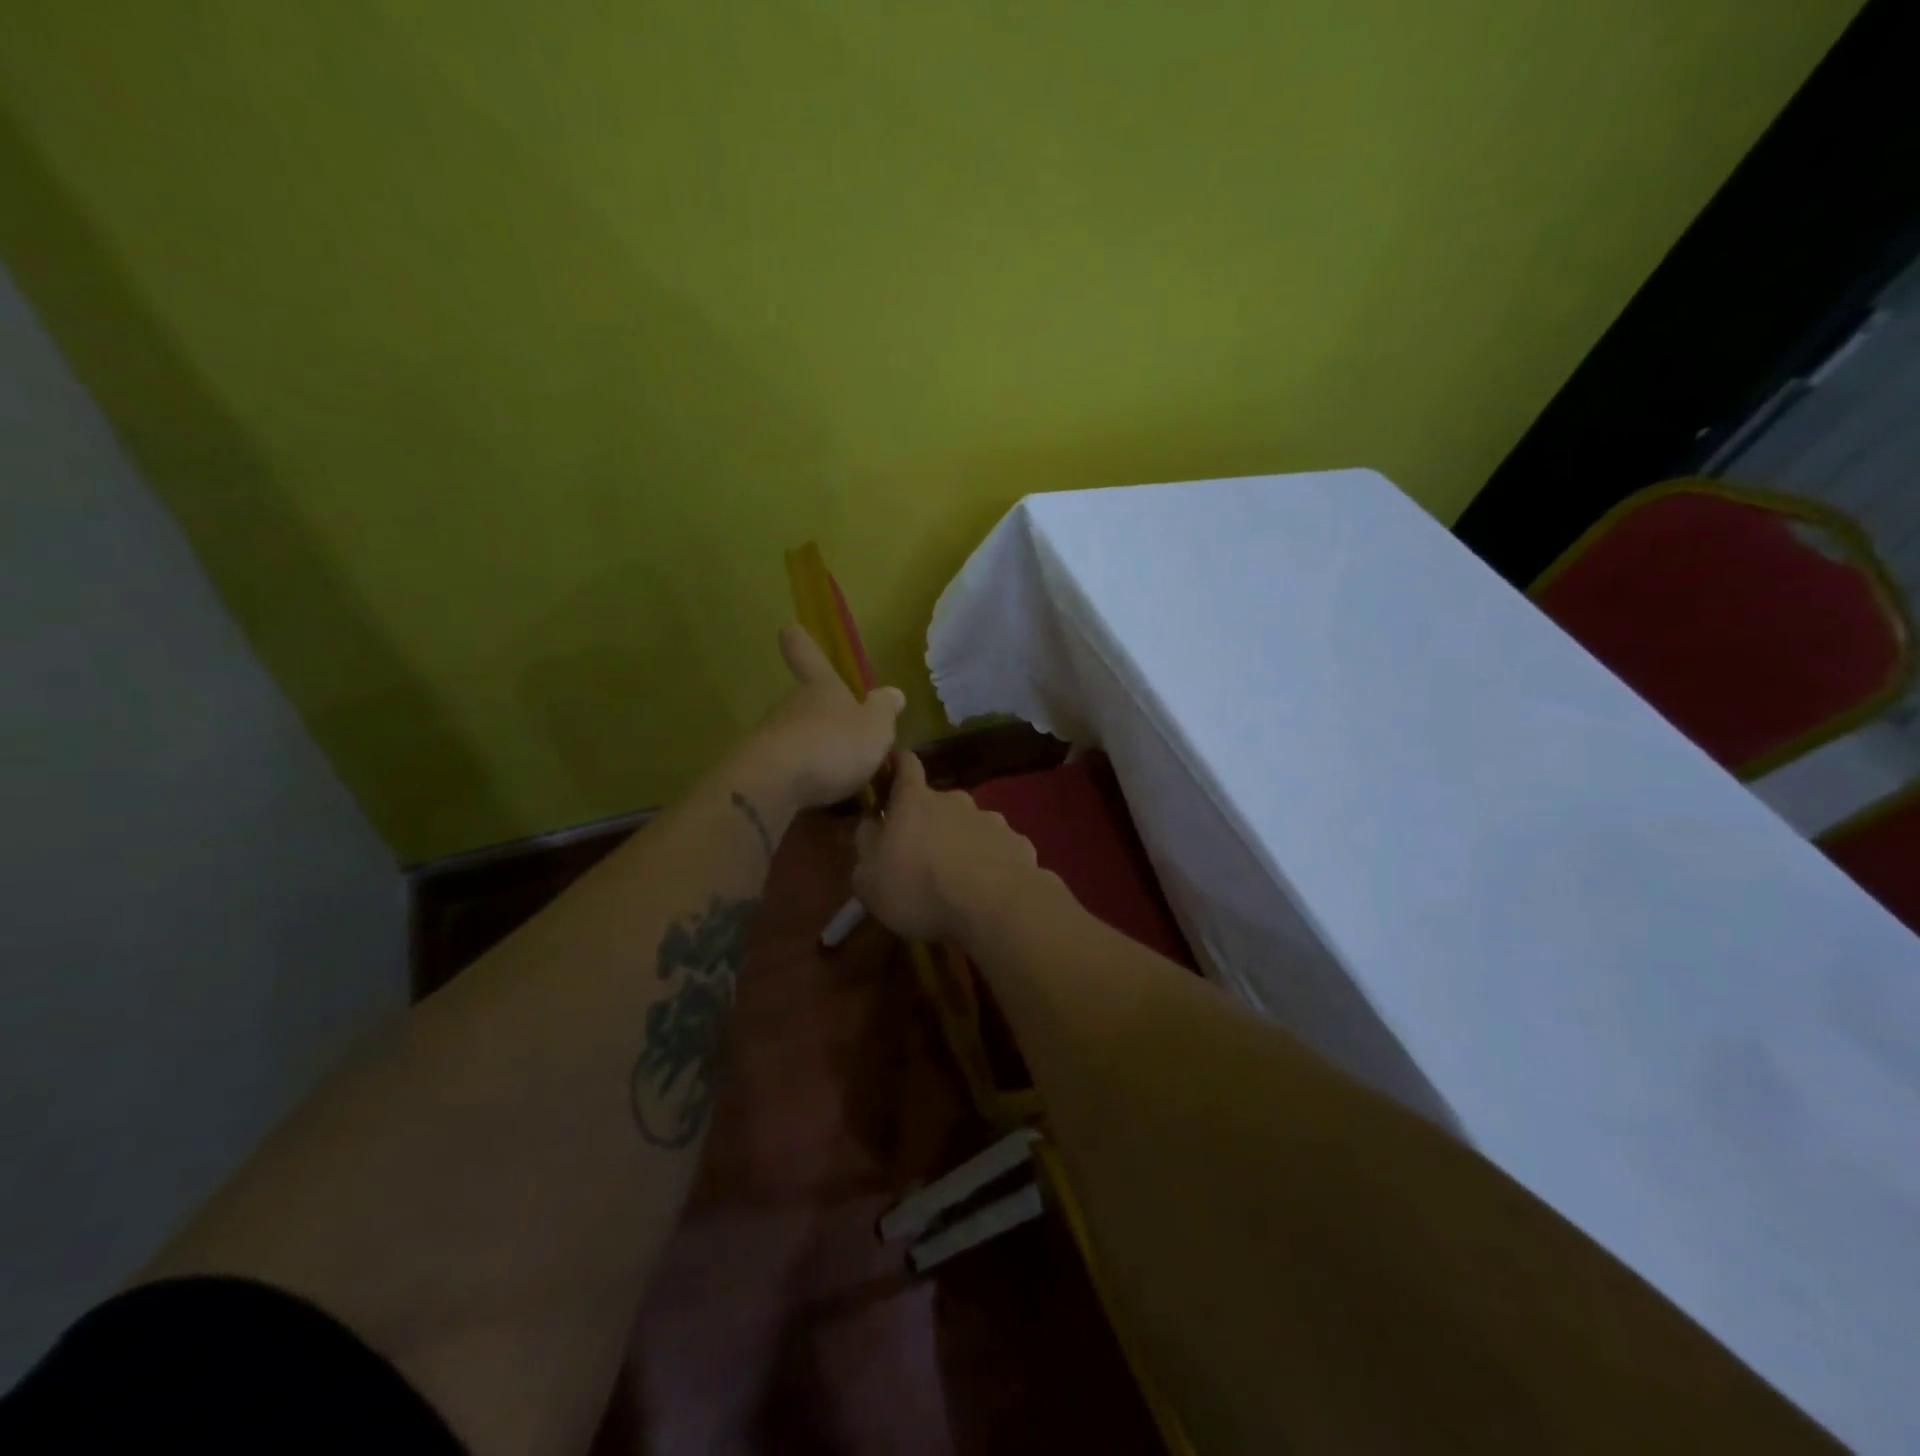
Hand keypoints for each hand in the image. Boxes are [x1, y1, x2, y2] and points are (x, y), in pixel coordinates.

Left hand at [743, 625, 905, 809]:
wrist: (774, 783)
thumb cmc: (833, 745)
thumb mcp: (875, 728)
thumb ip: (885, 711)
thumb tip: (893, 693)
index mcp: (822, 688)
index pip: (808, 654)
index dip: (802, 642)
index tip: (791, 629)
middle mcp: (792, 704)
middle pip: (805, 702)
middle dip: (823, 717)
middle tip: (847, 741)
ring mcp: (771, 735)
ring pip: (796, 736)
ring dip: (814, 751)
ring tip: (838, 777)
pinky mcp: (759, 767)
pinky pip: (787, 768)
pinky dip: (801, 778)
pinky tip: (818, 796)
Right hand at [852, 750, 1039, 941]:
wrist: (993, 906)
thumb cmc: (918, 888)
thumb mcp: (870, 877)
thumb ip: (866, 845)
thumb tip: (869, 826)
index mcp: (915, 801)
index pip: (905, 765)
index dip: (898, 764)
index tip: (894, 765)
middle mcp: (955, 800)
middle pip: (939, 802)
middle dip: (931, 821)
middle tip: (923, 854)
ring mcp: (992, 820)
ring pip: (971, 826)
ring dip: (963, 843)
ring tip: (959, 878)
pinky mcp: (1018, 844)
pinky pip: (998, 849)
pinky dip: (991, 863)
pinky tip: (989, 889)